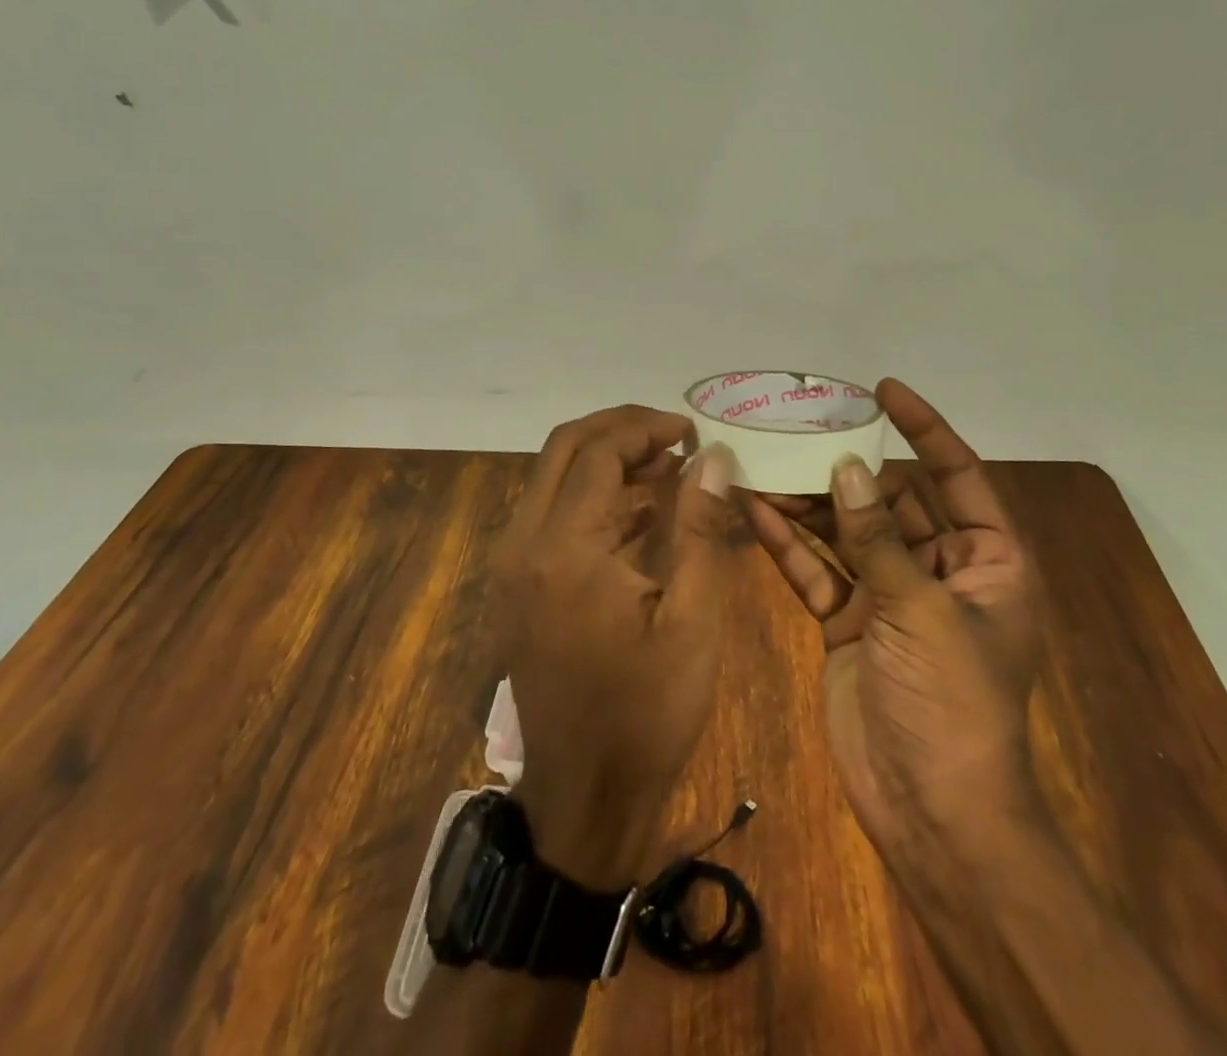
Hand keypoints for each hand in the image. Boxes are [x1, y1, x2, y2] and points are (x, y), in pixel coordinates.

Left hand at [488, 406, 739, 888]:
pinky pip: (550, 512)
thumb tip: (714, 456)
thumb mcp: (694, 620)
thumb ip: (701, 527)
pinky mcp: (516, 582)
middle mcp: (523, 542)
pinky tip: (642, 510)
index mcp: (564, 549)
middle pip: (564, 448)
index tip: (695, 432)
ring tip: (669, 466)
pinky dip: (592, 496)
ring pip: (552, 476)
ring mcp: (512, 562)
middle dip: (621, 430)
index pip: (599, 452)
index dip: (648, 428)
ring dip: (607, 460)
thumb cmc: (647, 713)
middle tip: (677, 437)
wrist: (584, 797)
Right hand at [744, 379, 1042, 870]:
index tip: (884, 391)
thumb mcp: (921, 612)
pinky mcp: (848, 621)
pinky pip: (816, 570)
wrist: (930, 811)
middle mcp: (938, 569)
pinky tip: (753, 510)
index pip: (957, 476)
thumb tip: (849, 468)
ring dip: (808, 501)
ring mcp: (889, 596)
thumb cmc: (952, 704)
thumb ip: (878, 539)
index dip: (925, 429)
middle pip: (889, 500)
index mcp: (987, 561)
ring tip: (765, 462)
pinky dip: (788, 544)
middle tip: (801, 426)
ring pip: (845, 532)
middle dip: (847, 466)